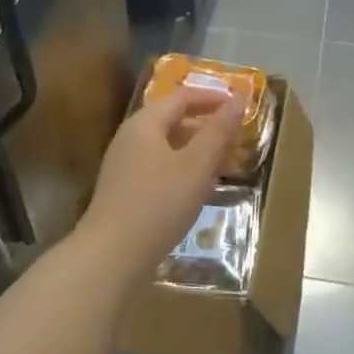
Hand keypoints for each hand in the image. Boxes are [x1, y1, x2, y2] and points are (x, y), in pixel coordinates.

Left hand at [79, 88, 240, 272]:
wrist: (112, 257)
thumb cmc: (158, 204)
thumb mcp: (196, 165)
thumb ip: (218, 131)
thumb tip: (239, 99)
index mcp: (145, 124)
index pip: (182, 97)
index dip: (213, 98)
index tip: (242, 107)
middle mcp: (131, 139)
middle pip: (174, 121)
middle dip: (209, 128)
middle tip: (240, 141)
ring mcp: (126, 167)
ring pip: (169, 148)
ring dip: (199, 152)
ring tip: (227, 166)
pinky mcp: (127, 192)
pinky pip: (162, 169)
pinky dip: (185, 171)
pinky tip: (201, 189)